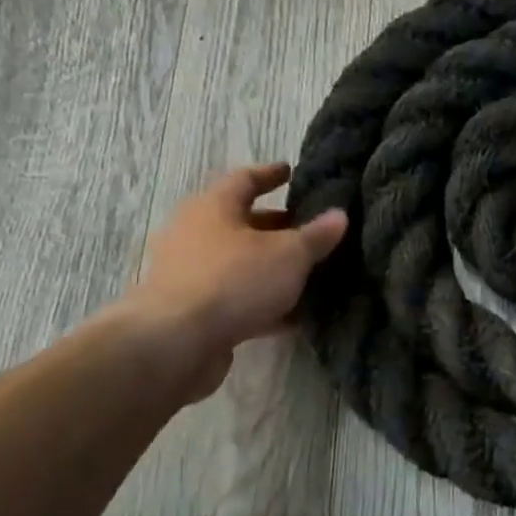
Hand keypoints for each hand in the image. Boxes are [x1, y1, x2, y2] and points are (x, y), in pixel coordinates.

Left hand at [120, 164, 347, 401]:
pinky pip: (236, 297)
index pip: (244, 180)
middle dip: (276, 226)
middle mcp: (195, 234)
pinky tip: (294, 314)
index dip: (270, 175)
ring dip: (271, 267)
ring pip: (240, 263)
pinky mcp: (192, 311)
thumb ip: (316, 235)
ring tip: (309, 272)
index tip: (290, 172)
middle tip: (309, 229)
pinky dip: (263, 301)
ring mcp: (190, 274)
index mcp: (213, 208)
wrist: (175, 344)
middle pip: (241, 223)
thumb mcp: (290, 254)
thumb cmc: (234, 280)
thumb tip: (339, 215)